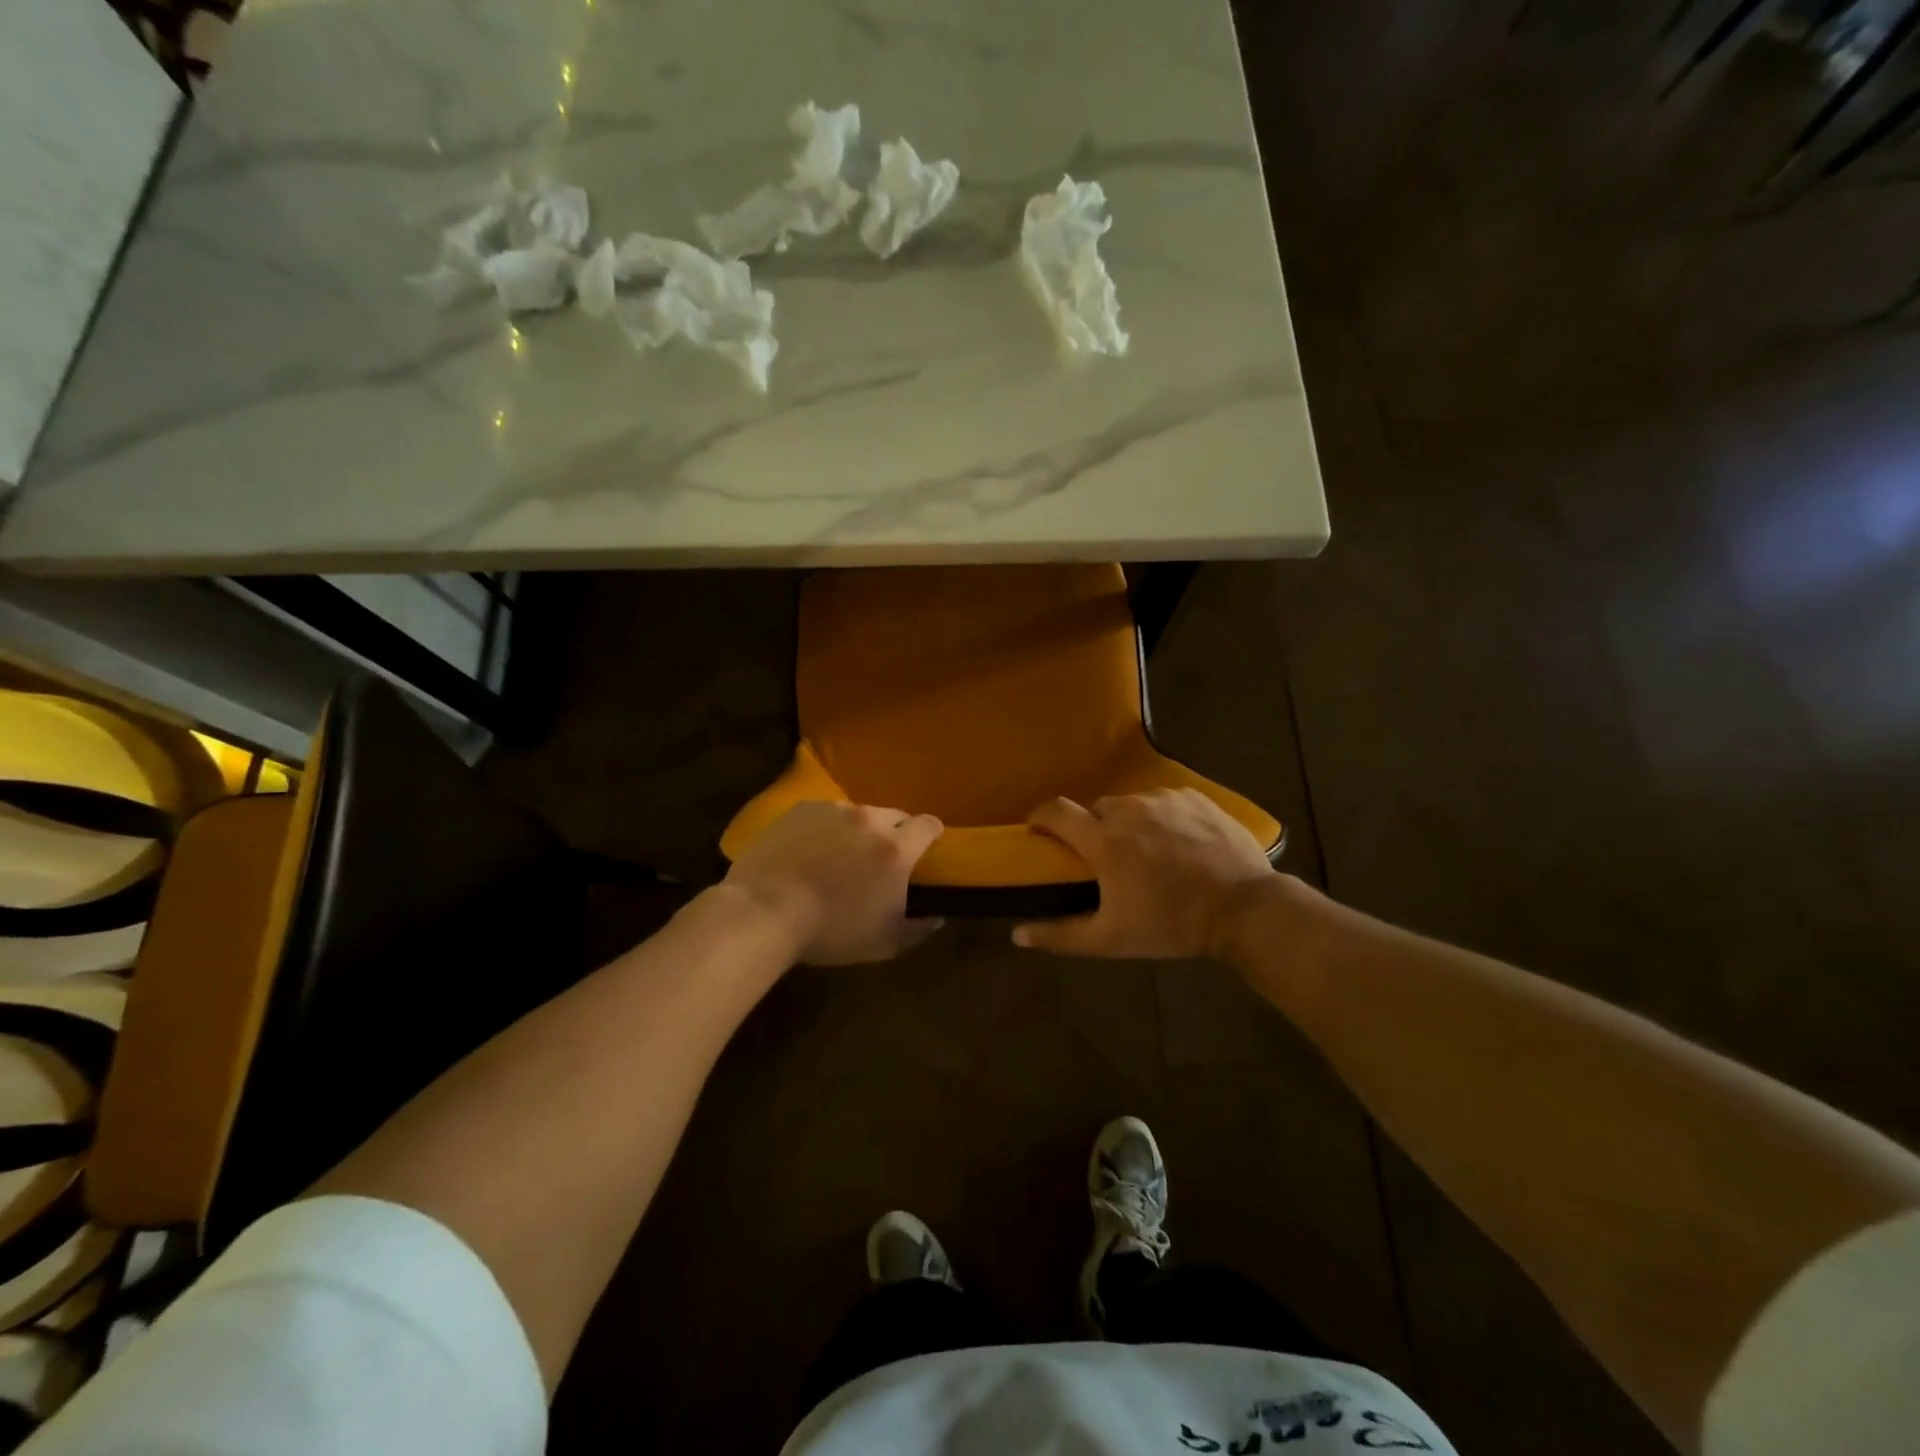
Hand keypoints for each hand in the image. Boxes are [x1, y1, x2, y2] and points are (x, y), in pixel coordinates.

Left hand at [724, 801, 943, 964]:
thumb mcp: (884, 943)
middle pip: (895, 815)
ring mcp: (832, 810)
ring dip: (858, 830)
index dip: (932, 835)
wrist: (764, 911)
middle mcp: (869, 819)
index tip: (927, 849)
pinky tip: (809, 852)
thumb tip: (937, 917)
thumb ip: (918, 928)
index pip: (928, 825)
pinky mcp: (800, 809)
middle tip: (879, 859)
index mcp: (896, 849)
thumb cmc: (830, 931)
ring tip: (839, 856)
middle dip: (895, 833)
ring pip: (858, 814)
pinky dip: (825, 829)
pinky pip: (824, 814)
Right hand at [1012, 789, 1276, 958]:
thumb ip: (1061, 935)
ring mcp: (1164, 799)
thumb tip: (1017, 934)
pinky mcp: (1194, 797)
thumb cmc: (1171, 924)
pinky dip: (1162, 817)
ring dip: (1130, 823)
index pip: (1056, 811)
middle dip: (1094, 829)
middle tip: (1107, 858)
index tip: (1038, 830)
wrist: (1244, 908)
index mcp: (1104, 840)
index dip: (1040, 816)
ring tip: (1148, 851)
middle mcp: (1129, 809)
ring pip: (1132, 804)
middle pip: (1097, 810)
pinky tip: (1178, 842)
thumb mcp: (1112, 939)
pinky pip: (1164, 801)